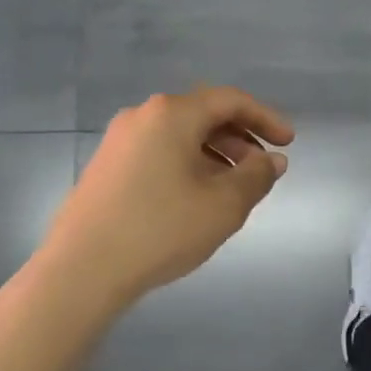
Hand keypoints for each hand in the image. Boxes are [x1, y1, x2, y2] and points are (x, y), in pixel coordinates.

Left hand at [39, 87, 292, 307]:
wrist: (81, 270)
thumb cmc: (160, 230)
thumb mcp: (223, 206)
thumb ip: (256, 177)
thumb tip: (272, 160)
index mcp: (172, 114)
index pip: (230, 100)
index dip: (265, 118)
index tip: (288, 143)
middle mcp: (142, 116)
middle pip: (203, 114)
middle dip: (240, 138)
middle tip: (263, 168)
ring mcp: (119, 141)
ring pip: (180, 136)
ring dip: (215, 154)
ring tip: (234, 188)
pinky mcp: (106, 166)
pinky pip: (159, 152)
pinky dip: (188, 164)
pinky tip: (196, 198)